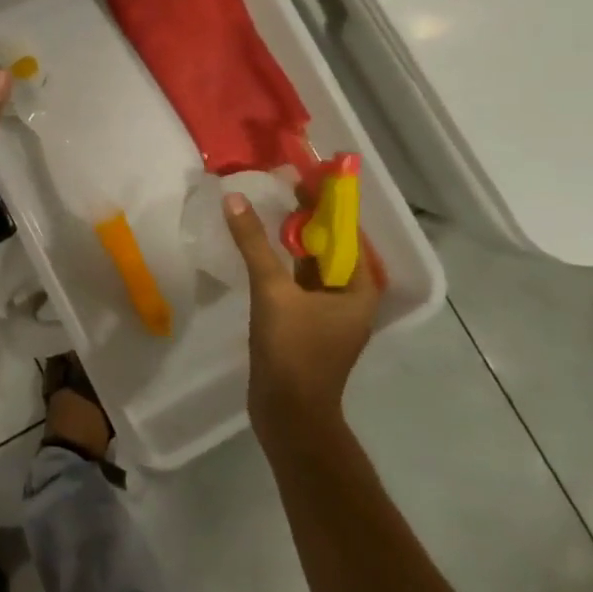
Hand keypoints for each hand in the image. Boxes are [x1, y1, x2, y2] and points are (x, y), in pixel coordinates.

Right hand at [224, 191, 380, 435]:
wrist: (289, 415)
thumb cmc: (293, 351)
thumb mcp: (272, 291)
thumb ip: (254, 244)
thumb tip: (234, 198)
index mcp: (358, 288)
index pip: (346, 232)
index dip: (325, 203)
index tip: (302, 176)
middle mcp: (350, 297)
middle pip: (329, 246)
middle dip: (306, 217)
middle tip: (280, 185)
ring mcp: (329, 312)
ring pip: (312, 263)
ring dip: (293, 238)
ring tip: (268, 207)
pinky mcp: (307, 324)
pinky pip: (298, 281)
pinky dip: (283, 261)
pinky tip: (261, 247)